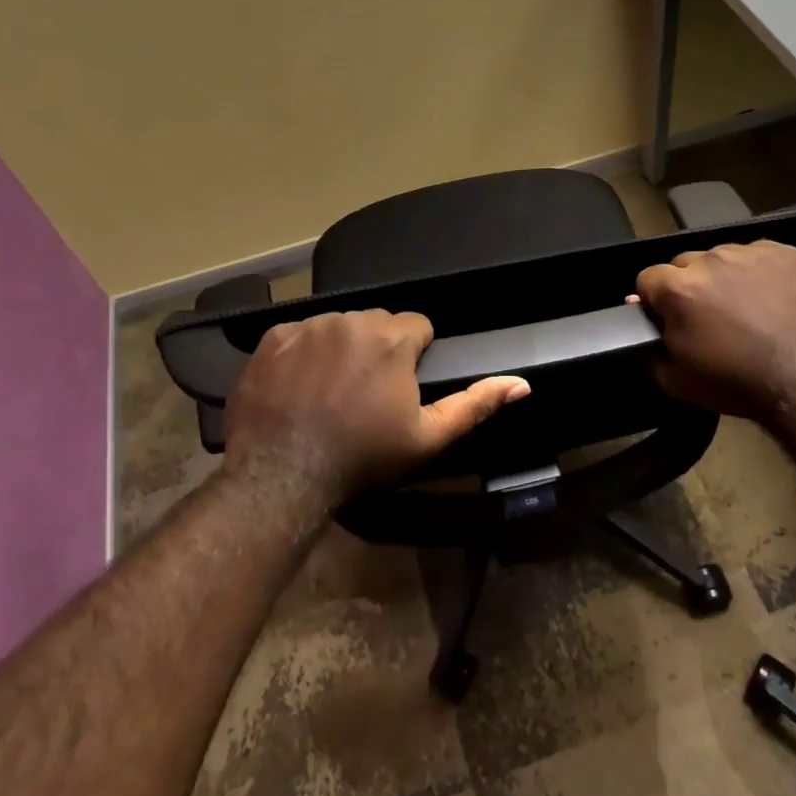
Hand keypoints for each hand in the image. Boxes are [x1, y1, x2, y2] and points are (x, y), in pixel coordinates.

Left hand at [224, 310, 528, 504]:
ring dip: (341, 348)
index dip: (415, 355)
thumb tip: (522, 384)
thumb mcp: (427, 438)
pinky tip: (298, 387)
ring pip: (338, 326)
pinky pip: (299, 334)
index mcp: (392, 338)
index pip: (418, 326)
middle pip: (377, 324)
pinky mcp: (272, 338)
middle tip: (367, 393)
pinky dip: (302, 353)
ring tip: (331, 391)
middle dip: (378, 349)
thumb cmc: (363, 457)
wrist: (283, 475)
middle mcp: (351, 320)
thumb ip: (475, 404)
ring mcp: (308, 326)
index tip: (402, 386)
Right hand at [635, 240, 795, 425]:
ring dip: (726, 277)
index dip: (656, 299)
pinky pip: (760, 255)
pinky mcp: (787, 253)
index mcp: (679, 289)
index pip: (649, 277)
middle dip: (691, 285)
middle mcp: (711, 260)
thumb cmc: (737, 384)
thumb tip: (643, 317)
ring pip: (724, 257)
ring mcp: (752, 253)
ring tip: (747, 308)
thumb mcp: (676, 379)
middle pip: (686, 263)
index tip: (670, 317)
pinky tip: (773, 299)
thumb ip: (650, 346)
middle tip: (711, 316)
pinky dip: (760, 272)